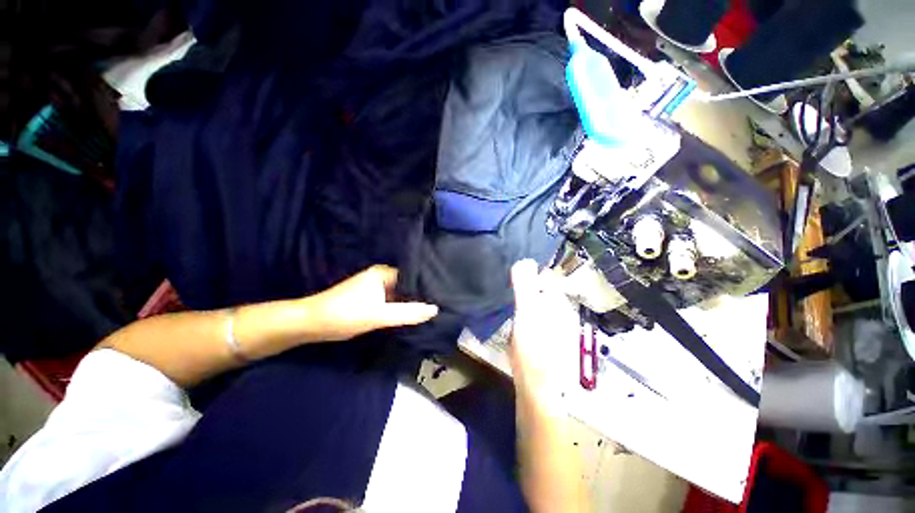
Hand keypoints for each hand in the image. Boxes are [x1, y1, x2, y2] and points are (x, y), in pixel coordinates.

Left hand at [305, 265, 438, 341]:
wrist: (311, 324)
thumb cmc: (345, 314)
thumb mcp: (379, 315)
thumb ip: (408, 313)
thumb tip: (435, 310)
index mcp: (383, 272)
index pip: (412, 277)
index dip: (427, 286)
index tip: (443, 296)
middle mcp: (381, 276)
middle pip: (406, 286)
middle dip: (419, 296)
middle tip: (439, 305)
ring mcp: (375, 288)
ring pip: (399, 295)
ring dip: (409, 303)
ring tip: (429, 311)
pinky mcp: (370, 299)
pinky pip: (390, 302)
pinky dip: (399, 308)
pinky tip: (411, 315)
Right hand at [510, 260, 579, 408]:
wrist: (539, 385)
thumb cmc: (532, 346)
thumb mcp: (526, 312)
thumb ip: (525, 286)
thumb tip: (524, 261)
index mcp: (558, 302)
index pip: (546, 277)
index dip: (530, 276)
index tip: (514, 283)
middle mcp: (562, 310)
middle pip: (543, 289)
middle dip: (528, 288)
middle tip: (510, 295)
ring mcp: (558, 324)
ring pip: (541, 303)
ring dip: (527, 301)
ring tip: (512, 308)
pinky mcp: (550, 337)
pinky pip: (539, 316)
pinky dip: (529, 314)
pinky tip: (519, 325)